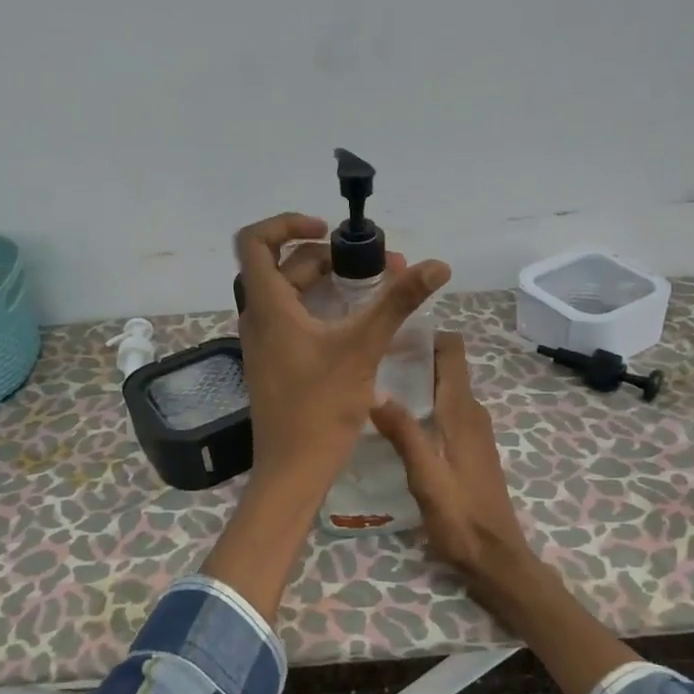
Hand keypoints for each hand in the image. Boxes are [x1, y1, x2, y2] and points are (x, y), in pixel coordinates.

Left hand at [232, 213, 449, 498]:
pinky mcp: (276, 363)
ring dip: (332, 286)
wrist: (293, 470)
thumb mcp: (362, 348)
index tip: (330, 231)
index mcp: (268, 306)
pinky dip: (325, 311)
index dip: (287, 223)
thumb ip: (397, 302)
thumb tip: (437, 264)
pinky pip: (296, 321)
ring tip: (378, 292)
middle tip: (382, 268)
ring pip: (294, 296)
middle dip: (333, 259)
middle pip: (287, 267)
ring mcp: (266, 343)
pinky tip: (360, 326)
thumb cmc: (320, 407)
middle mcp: (259, 318)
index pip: (256, 241)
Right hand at [370, 332, 531, 590]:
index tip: (389, 334)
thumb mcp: (426, 478)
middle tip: (369, 359)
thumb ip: (404, 434)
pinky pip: (445, 410)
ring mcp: (473, 431)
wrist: (495, 558)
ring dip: (416, 381)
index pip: (452, 352)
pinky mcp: (469, 449)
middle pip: (445, 367)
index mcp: (462, 413)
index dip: (426, 335)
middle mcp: (471, 414)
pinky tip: (396, 419)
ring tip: (374, 383)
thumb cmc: (461, 519)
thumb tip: (375, 390)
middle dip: (413, 356)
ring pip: (444, 389)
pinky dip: (423, 403)